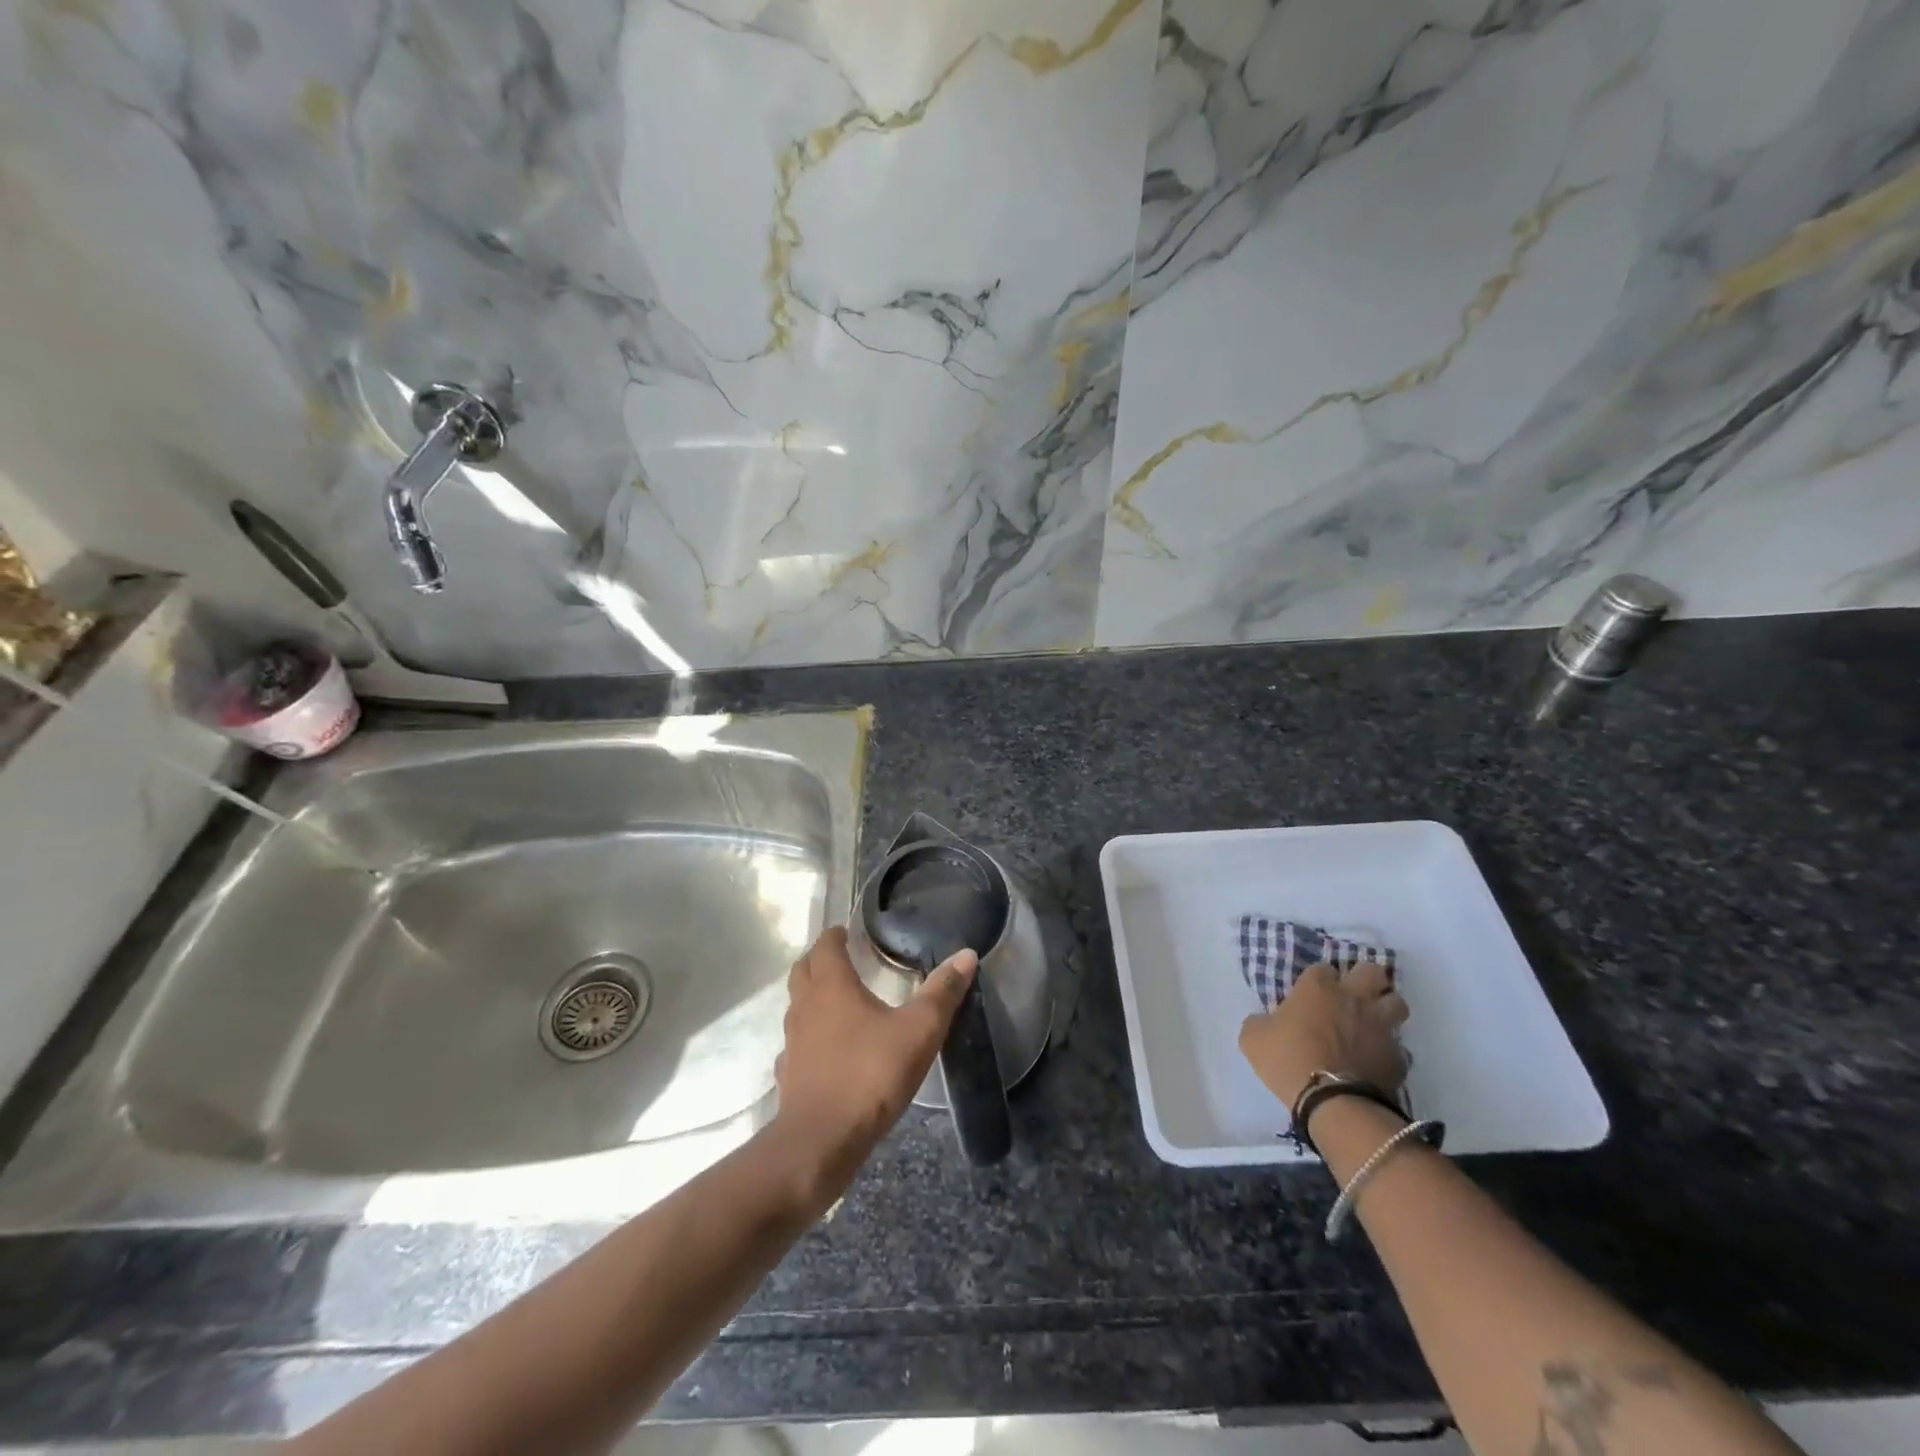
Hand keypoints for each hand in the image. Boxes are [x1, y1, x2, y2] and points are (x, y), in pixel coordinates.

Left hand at [770, 925, 976, 1203]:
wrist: (820, 1141)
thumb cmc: (870, 1074)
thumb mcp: (919, 1031)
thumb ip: (941, 992)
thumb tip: (966, 954)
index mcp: (832, 985)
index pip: (825, 945)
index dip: (835, 935)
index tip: (849, 932)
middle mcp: (805, 1006)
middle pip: (804, 969)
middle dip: (820, 960)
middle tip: (845, 959)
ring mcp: (792, 1041)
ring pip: (798, 1005)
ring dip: (813, 996)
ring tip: (841, 1002)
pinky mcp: (789, 1074)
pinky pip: (797, 1044)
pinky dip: (810, 1037)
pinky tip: (828, 1051)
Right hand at [1239, 960, 1409, 1112]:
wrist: (1334, 1103)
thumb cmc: (1288, 1060)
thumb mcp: (1253, 1038)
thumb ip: (1260, 1022)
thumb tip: (1265, 1021)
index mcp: (1317, 988)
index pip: (1323, 968)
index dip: (1318, 979)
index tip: (1311, 994)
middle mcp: (1353, 998)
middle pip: (1372, 972)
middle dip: (1366, 979)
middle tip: (1353, 994)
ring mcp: (1380, 1026)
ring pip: (1397, 1002)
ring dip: (1386, 1008)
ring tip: (1372, 1021)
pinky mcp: (1397, 1056)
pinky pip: (1399, 1046)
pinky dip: (1390, 1050)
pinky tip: (1377, 1059)